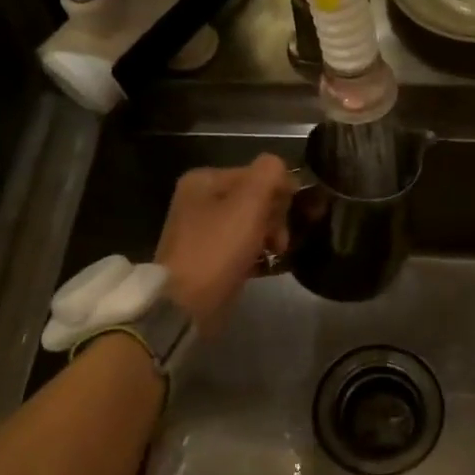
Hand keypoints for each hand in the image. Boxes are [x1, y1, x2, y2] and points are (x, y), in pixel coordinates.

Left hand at [155, 154, 293, 334]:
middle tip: (279, 242)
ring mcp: (202, 231)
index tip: (287, 218)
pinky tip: (268, 265)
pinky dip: (257, 254)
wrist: (187, 304)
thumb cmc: (218, 248)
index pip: (257, 174)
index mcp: (203, 180)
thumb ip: (270, 174)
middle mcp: (199, 200)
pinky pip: (242, 247)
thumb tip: (282, 170)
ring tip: (275, 255)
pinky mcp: (208, 259)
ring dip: (269, 237)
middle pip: (255, 199)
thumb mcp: (249, 202)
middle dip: (274, 217)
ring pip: (251, 224)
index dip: (279, 193)